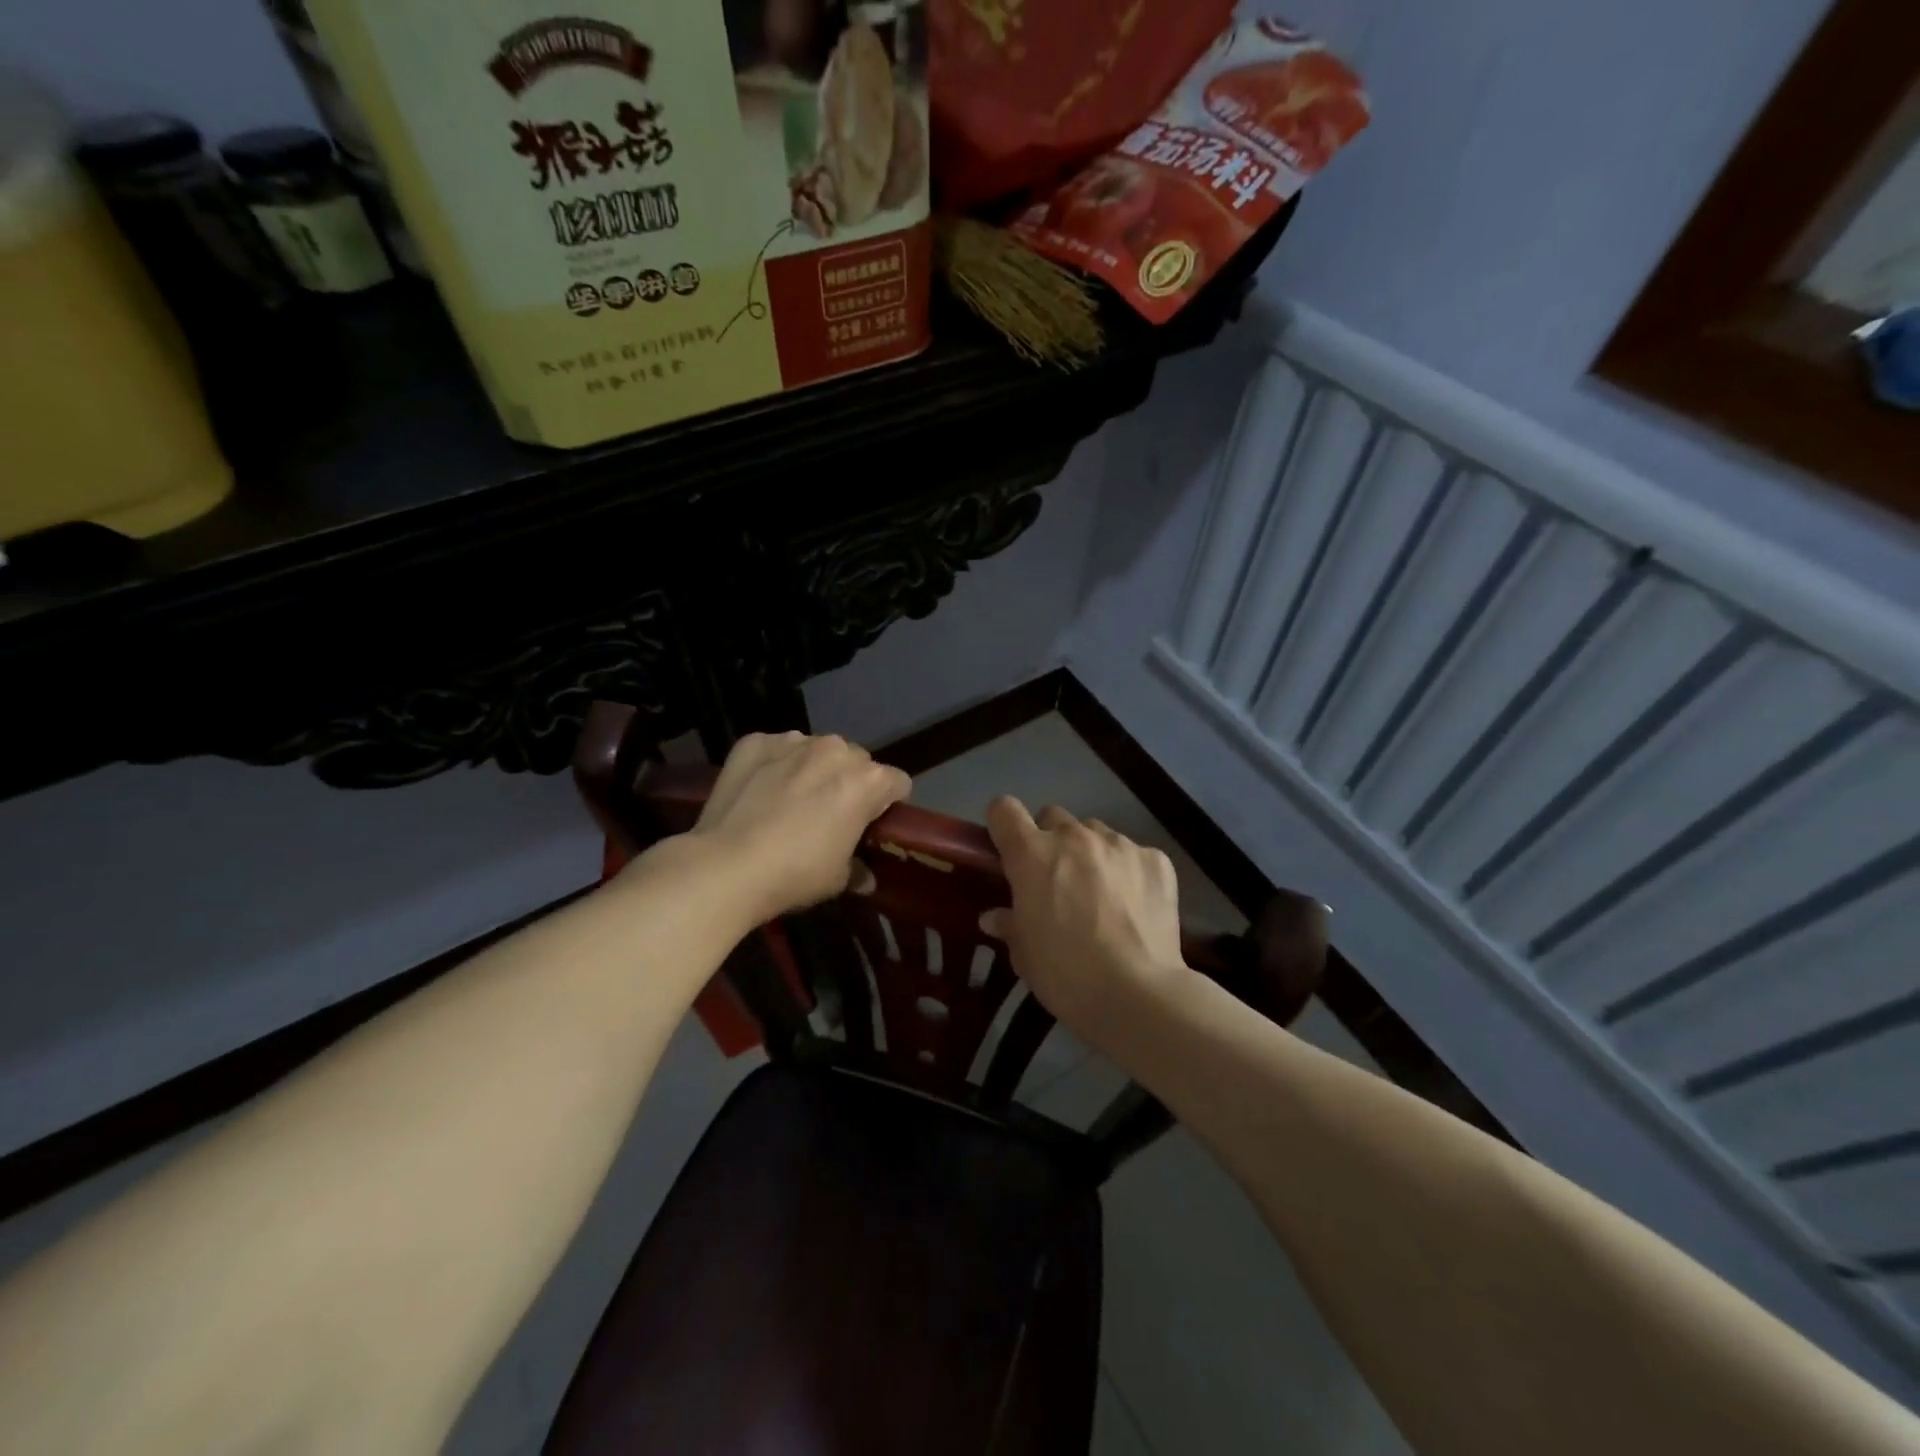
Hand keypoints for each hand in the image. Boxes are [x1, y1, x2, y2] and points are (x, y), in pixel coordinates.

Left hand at [686, 732, 910, 924]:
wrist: (725, 866)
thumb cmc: (794, 874)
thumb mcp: (837, 879)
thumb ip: (858, 870)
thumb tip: (865, 878)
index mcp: (867, 780)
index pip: (897, 782)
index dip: (888, 804)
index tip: (872, 824)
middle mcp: (835, 750)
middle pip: (857, 761)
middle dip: (850, 782)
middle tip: (830, 814)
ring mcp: (793, 742)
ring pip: (816, 750)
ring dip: (813, 769)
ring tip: (790, 800)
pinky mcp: (755, 742)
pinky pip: (776, 749)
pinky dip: (774, 765)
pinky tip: (759, 792)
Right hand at [980, 799, 1190, 1045]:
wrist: (1137, 994)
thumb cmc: (1065, 974)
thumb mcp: (1024, 954)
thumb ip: (1009, 924)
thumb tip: (994, 917)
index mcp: (1032, 854)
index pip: (1004, 810)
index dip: (1003, 825)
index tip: (1006, 848)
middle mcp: (1074, 837)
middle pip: (1053, 817)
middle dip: (1050, 841)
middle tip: (1056, 879)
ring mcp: (1119, 845)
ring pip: (1096, 833)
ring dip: (1091, 854)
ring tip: (1101, 895)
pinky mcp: (1155, 860)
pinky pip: (1134, 854)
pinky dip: (1129, 872)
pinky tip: (1135, 906)